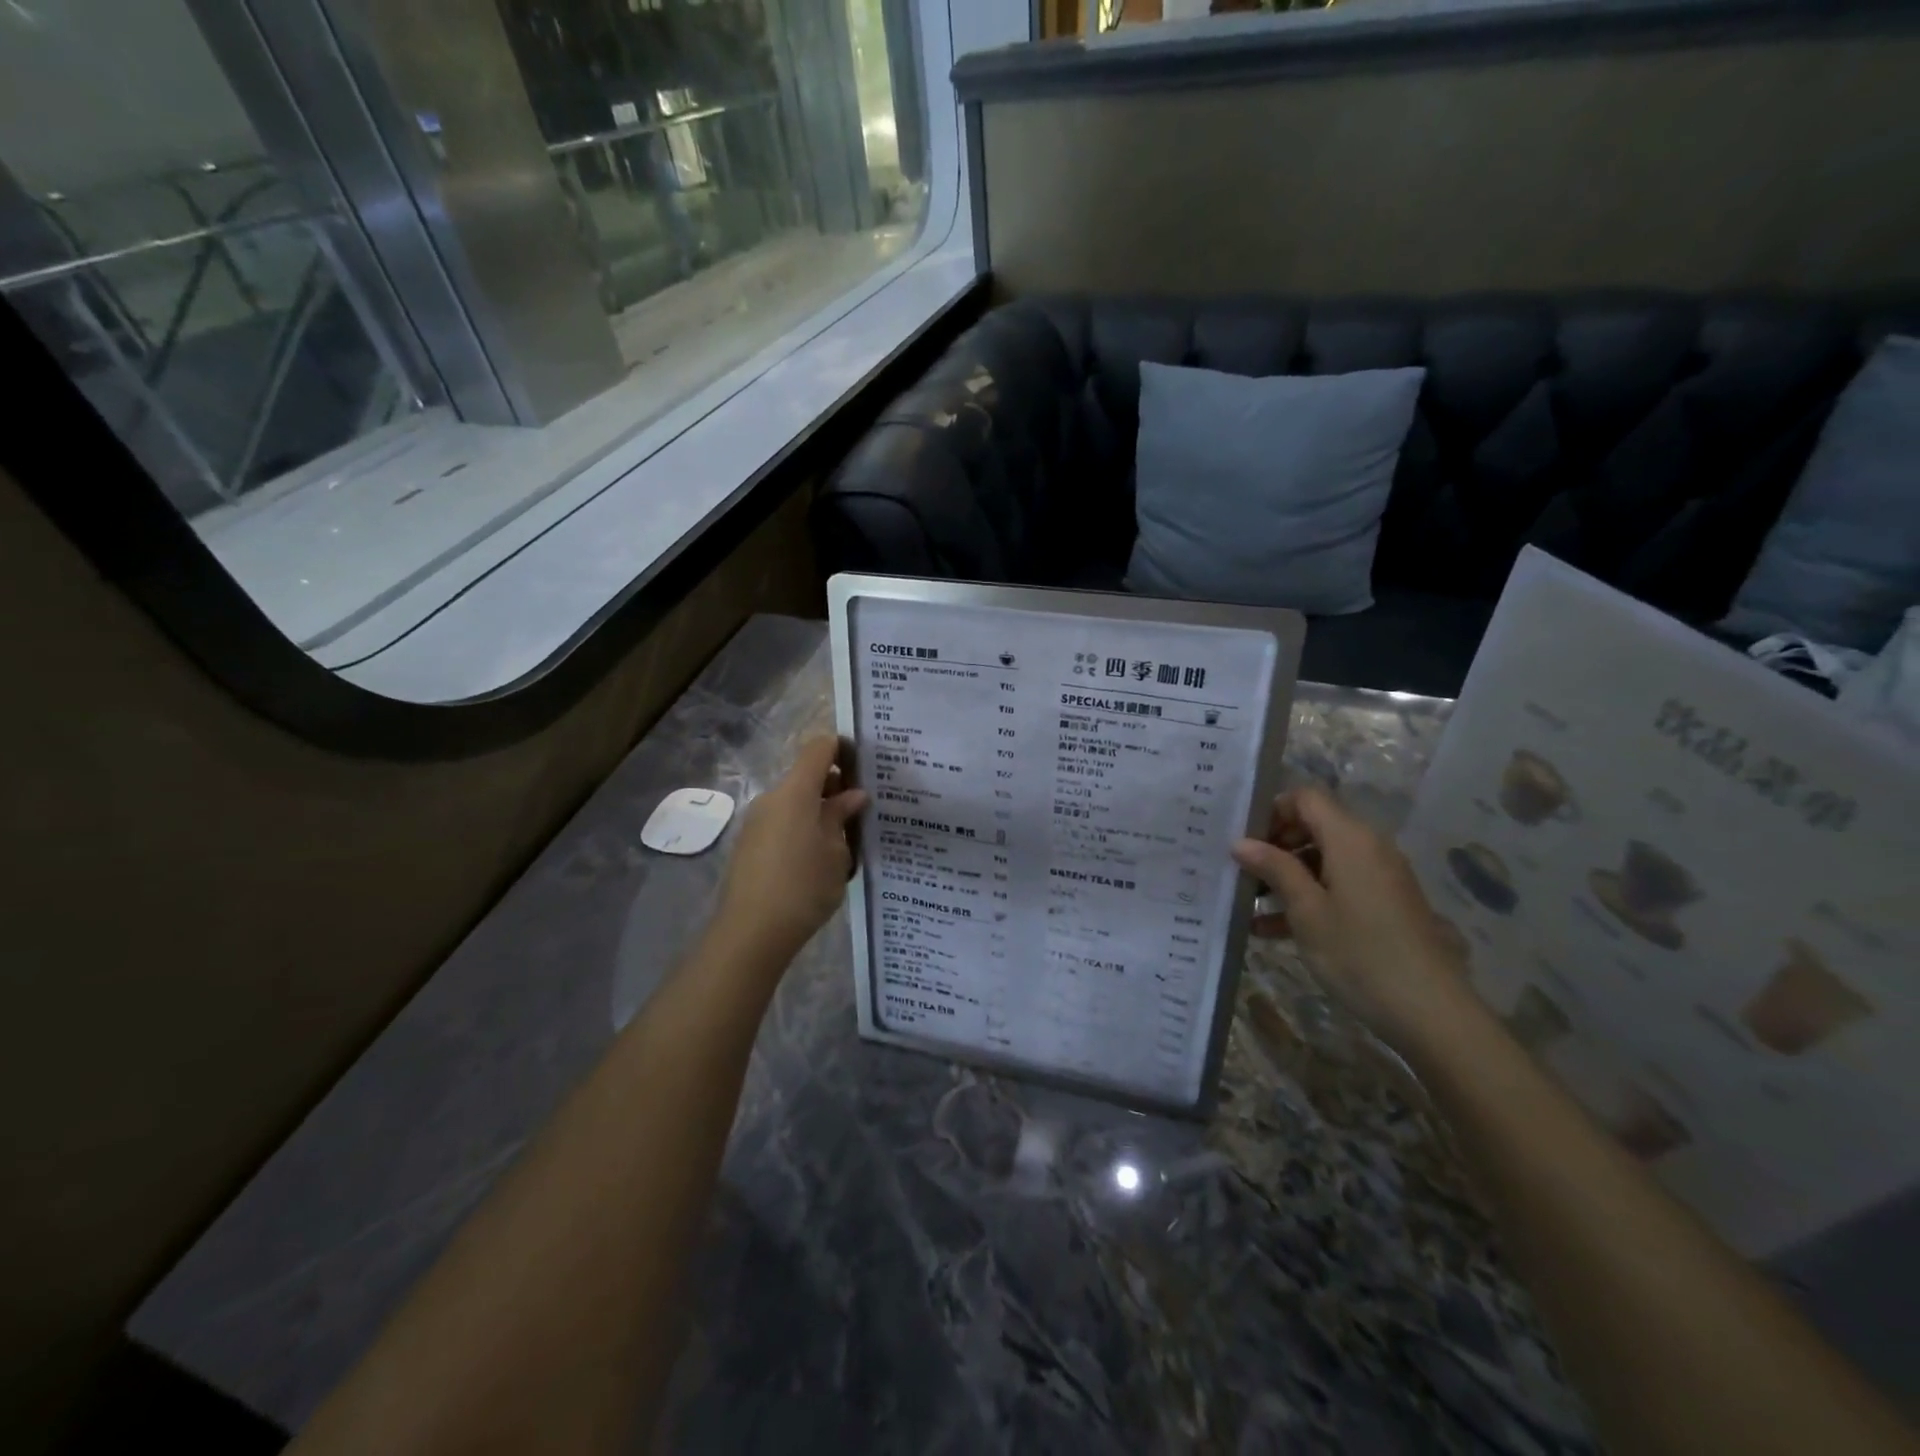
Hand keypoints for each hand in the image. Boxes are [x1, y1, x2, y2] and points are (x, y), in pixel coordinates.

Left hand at [715, 736, 866, 967]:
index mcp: (795, 792)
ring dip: (820, 810)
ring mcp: (757, 822)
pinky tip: (821, 857)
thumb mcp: (836, 852)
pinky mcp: (750, 844)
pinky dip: (804, 828)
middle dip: (836, 786)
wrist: (751, 933)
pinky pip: (783, 823)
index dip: (842, 748)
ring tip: (846, 838)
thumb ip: (842, 817)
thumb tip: (852, 796)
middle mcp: (772, 798)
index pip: (819, 748)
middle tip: (864, 808)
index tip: (865, 765)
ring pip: (795, 802)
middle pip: (807, 776)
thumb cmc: (803, 887)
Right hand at [1231, 785, 1472, 1052]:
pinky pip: (1339, 885)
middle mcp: (1369, 848)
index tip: (1242, 838)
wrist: (1430, 1011)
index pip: (1306, 798)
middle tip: (1241, 871)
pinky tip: (1272, 930)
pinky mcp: (1385, 905)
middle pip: (1314, 826)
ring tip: (1248, 903)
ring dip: (1287, 876)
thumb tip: (1241, 842)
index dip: (1272, 810)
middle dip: (1275, 845)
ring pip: (1323, 859)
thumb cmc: (1359, 953)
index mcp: (1351, 838)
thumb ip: (1274, 869)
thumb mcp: (1306, 910)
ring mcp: (1380, 877)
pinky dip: (1309, 897)